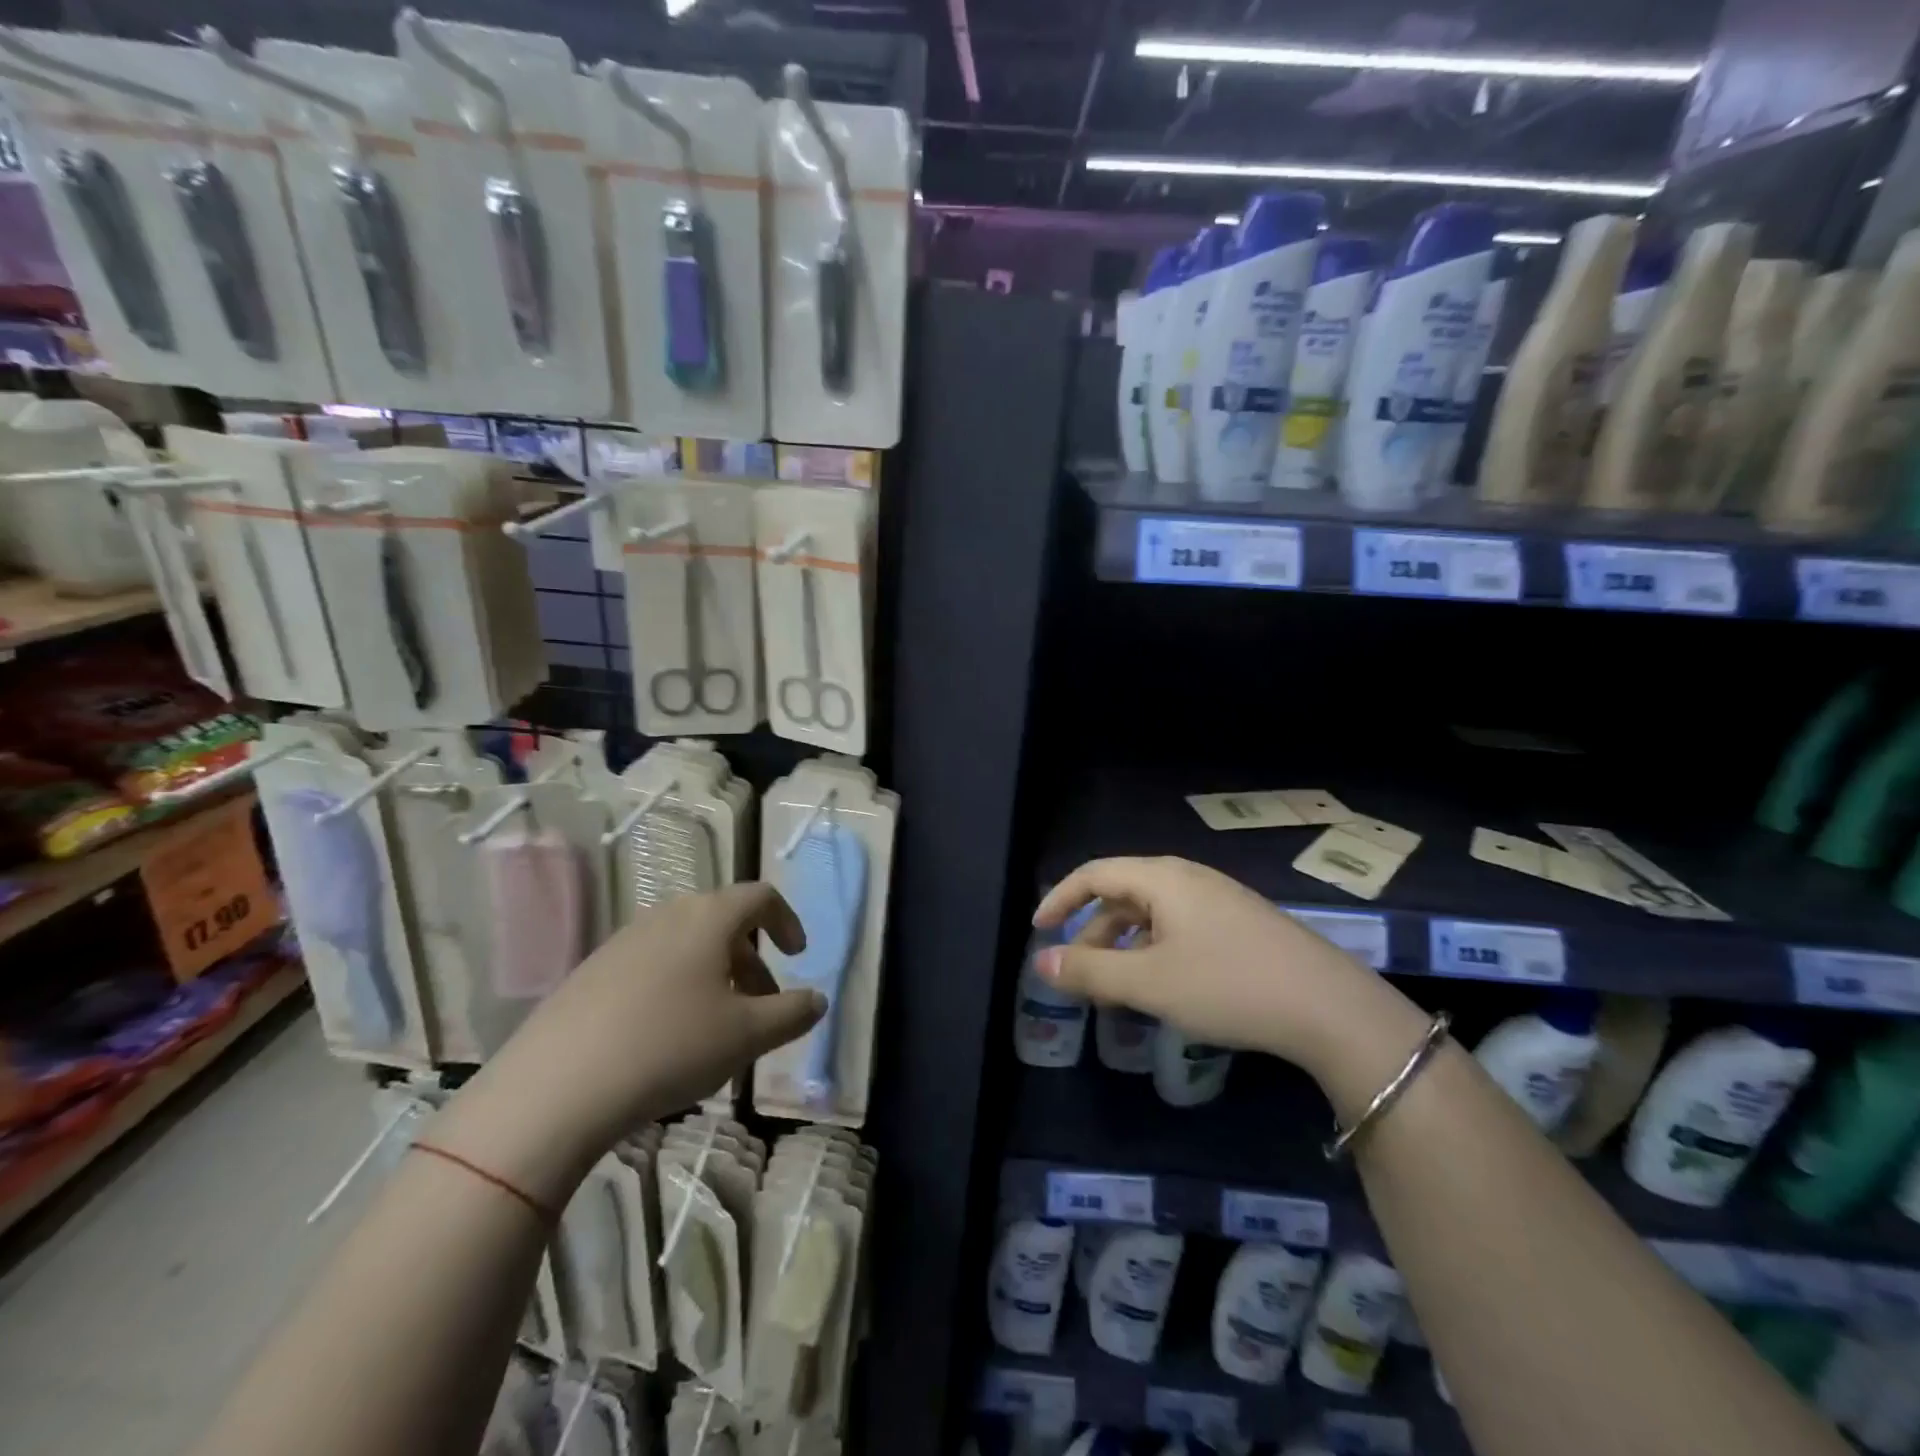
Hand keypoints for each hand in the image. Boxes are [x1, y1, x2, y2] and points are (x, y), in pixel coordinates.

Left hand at [435, 884, 823, 1202]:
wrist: (554, 1088)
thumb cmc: (669, 1047)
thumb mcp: (747, 1035)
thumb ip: (793, 1013)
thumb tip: (817, 1000)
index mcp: (708, 917)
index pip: (761, 897)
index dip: (787, 921)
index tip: (797, 957)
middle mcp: (666, 915)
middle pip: (723, 921)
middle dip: (752, 959)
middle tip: (761, 1004)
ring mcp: (623, 941)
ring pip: (686, 944)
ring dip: (715, 975)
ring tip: (717, 1026)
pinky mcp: (590, 972)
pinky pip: (651, 965)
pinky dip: (676, 986)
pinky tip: (665, 1037)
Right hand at [1033, 856, 1408, 1076]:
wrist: (1330, 1008)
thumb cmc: (1228, 985)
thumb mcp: (1149, 982)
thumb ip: (1089, 971)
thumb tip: (1040, 962)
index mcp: (1162, 879)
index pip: (1094, 874)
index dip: (1060, 898)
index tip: (1038, 930)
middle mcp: (1188, 879)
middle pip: (1123, 894)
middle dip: (1092, 932)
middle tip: (1077, 974)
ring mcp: (1218, 901)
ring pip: (1152, 915)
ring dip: (1123, 946)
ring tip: (1115, 988)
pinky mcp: (1240, 925)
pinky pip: (1179, 928)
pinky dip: (1154, 952)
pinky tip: (1162, 987)